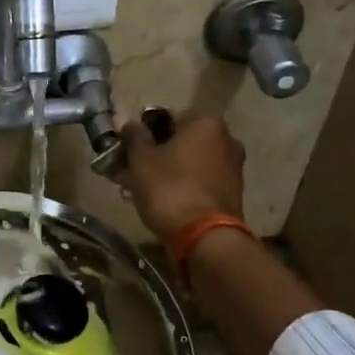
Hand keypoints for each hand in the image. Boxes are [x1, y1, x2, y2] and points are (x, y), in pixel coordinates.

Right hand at [116, 111, 249, 243]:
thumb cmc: (169, 189)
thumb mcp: (141, 159)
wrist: (204, 238)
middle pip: (178, 141)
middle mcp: (226, 139)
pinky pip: (198, 181)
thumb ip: (132, 135)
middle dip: (152, 155)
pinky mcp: (231, 192)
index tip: (125, 152)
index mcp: (206, 123)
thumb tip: (123, 116)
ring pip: (187, 162)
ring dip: (164, 171)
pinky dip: (180, 186)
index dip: (141, 135)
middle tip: (128, 172)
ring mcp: (232, 167)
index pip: (165, 118)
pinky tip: (160, 201)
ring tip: (139, 190)